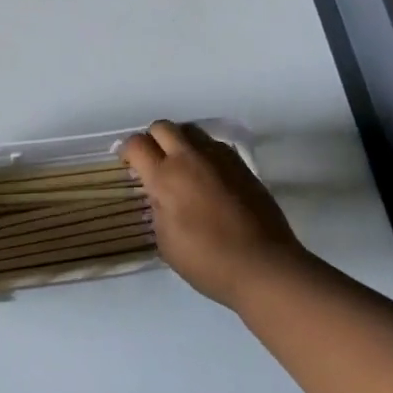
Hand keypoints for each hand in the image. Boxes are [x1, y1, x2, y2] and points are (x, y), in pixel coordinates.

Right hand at [121, 120, 304, 307]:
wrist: (264, 266)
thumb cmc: (208, 261)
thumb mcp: (166, 243)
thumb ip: (157, 210)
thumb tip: (160, 196)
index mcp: (165, 177)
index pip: (137, 144)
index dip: (127, 151)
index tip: (129, 164)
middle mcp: (189, 158)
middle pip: (162, 126)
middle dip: (152, 139)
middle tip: (154, 162)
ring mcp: (218, 158)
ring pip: (190, 130)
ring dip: (179, 141)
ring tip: (182, 165)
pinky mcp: (241, 164)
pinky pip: (214, 145)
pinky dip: (203, 153)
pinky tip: (208, 176)